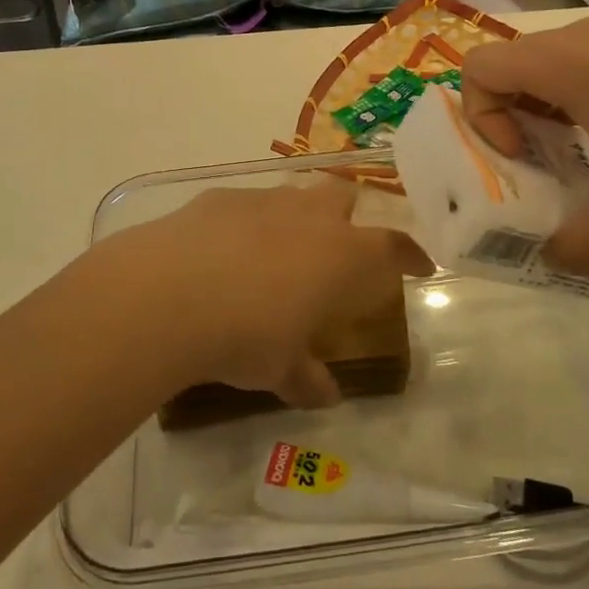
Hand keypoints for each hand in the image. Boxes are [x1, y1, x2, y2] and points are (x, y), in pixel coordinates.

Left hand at [87, 179, 431, 407]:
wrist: (168, 293)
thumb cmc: (244, 336)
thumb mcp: (279, 369)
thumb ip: (306, 378)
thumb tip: (325, 395)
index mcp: (341, 255)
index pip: (393, 247)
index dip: (410, 255)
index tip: (420, 265)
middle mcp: (309, 217)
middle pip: (343, 197)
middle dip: (347, 217)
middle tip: (337, 248)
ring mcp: (263, 200)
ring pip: (294, 193)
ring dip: (296, 215)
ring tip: (279, 248)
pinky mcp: (220, 197)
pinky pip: (246, 203)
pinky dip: (246, 222)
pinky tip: (224, 249)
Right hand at [462, 16, 588, 271]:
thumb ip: (580, 244)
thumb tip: (554, 261)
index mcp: (566, 61)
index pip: (479, 67)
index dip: (481, 117)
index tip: (522, 156)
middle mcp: (586, 39)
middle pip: (513, 70)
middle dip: (510, 125)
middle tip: (540, 171)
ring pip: (553, 72)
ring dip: (548, 119)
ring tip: (583, 166)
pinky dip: (584, 110)